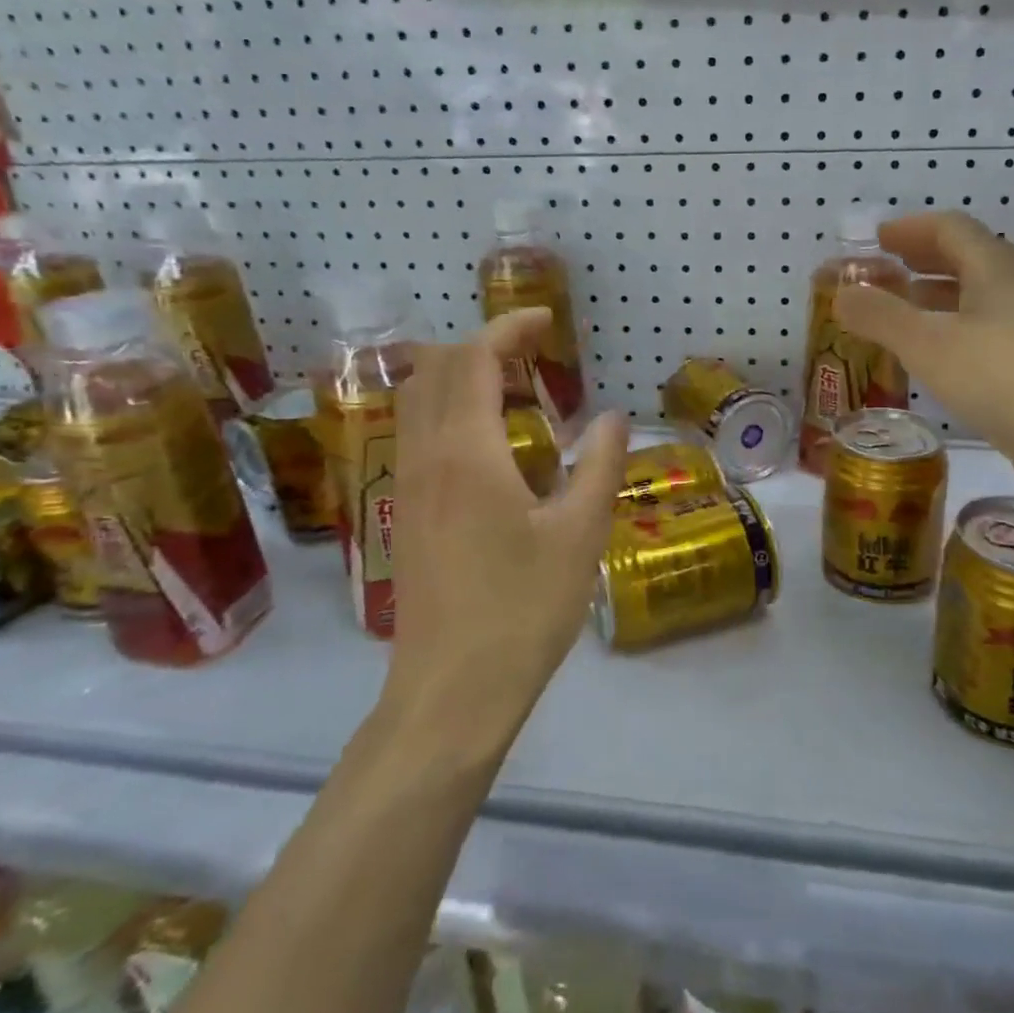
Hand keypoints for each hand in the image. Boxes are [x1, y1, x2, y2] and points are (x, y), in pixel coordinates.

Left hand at [387, 309, 629, 736]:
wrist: (452, 691)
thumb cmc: (523, 610)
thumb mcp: (580, 534)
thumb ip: (600, 465)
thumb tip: (611, 418)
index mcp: (466, 452)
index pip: (473, 359)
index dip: (508, 328)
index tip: (545, 321)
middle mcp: (424, 456)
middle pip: (434, 369)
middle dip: (480, 345)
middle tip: (532, 356)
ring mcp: (405, 486)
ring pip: (417, 401)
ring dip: (459, 377)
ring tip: (514, 393)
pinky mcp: (402, 513)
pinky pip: (415, 434)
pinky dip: (447, 411)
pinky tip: (489, 447)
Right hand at [833, 211, 1013, 455]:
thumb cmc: (1002, 378)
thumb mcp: (928, 344)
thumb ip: (880, 316)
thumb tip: (842, 294)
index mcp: (994, 268)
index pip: (950, 228)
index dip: (910, 229)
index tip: (876, 239)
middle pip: (967, 257)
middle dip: (922, 258)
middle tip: (885, 267)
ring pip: (976, 296)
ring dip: (935, 294)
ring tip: (900, 307)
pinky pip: (983, 329)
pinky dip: (950, 328)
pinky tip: (934, 355)